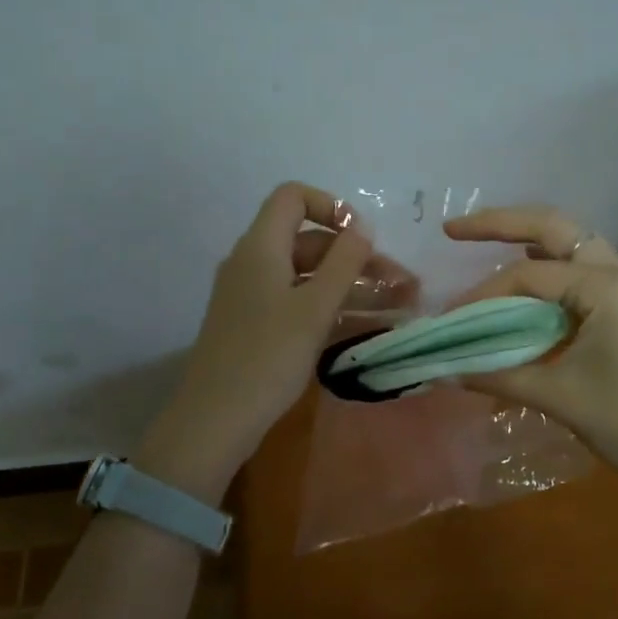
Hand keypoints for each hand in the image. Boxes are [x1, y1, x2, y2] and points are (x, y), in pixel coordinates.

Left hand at [138, 183, 377, 502]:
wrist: (215, 420)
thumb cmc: (267, 357)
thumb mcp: (314, 308)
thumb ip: (343, 262)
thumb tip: (361, 226)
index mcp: (260, 247)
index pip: (292, 197)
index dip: (330, 207)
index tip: (361, 237)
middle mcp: (254, 263)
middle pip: (309, 241)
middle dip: (357, 257)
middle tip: (402, 283)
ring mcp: (253, 295)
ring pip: (309, 276)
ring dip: (353, 285)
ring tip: (400, 304)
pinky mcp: (256, 325)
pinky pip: (299, 301)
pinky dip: (332, 306)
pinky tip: (369, 324)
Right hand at [445, 205, 617, 489]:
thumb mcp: (561, 398)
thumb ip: (500, 376)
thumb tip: (447, 370)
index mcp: (606, 287)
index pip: (528, 276)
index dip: (482, 296)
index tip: (450, 321)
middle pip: (554, 227)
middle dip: (500, 223)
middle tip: (454, 230)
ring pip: (573, 244)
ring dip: (529, 240)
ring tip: (485, 244)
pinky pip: (583, 271)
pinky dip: (550, 269)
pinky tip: (527, 285)